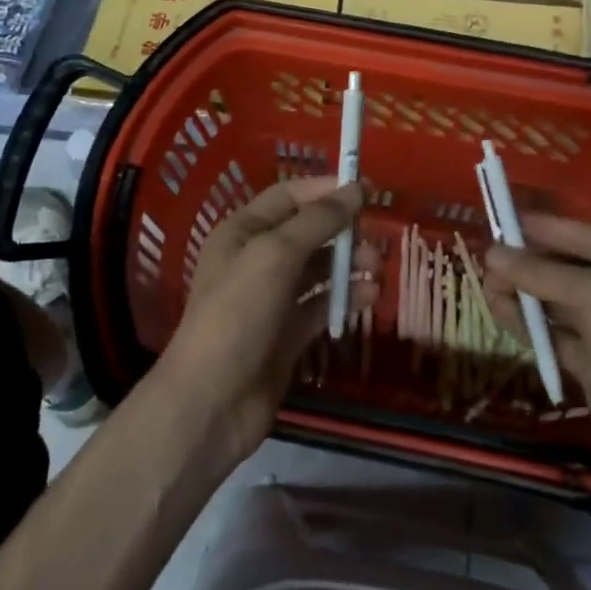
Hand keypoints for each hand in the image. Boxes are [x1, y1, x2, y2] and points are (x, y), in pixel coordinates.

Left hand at [156, 177, 375, 462]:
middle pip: (307, 232)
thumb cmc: (239, 313)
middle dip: (342, 231)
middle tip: (377, 237)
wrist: (213, 400)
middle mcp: (257, 260)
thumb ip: (318, 220)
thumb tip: (356, 189)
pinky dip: (344, 298)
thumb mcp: (276, 255)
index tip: (367, 190)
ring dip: (348, 265)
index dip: (325, 190)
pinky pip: (321, 305)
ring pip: (318, 270)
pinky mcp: (287, 333)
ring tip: (377, 269)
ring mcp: (272, 298)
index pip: (289, 196)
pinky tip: (369, 298)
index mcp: (243, 232)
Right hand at [485, 214, 590, 468]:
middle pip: (568, 268)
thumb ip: (542, 273)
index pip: (585, 236)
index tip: (504, 221)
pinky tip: (499, 314)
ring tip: (486, 288)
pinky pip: (553, 336)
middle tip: (487, 260)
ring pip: (557, 303)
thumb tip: (492, 252)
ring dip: (523, 294)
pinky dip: (527, 325)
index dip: (546, 228)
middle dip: (529, 263)